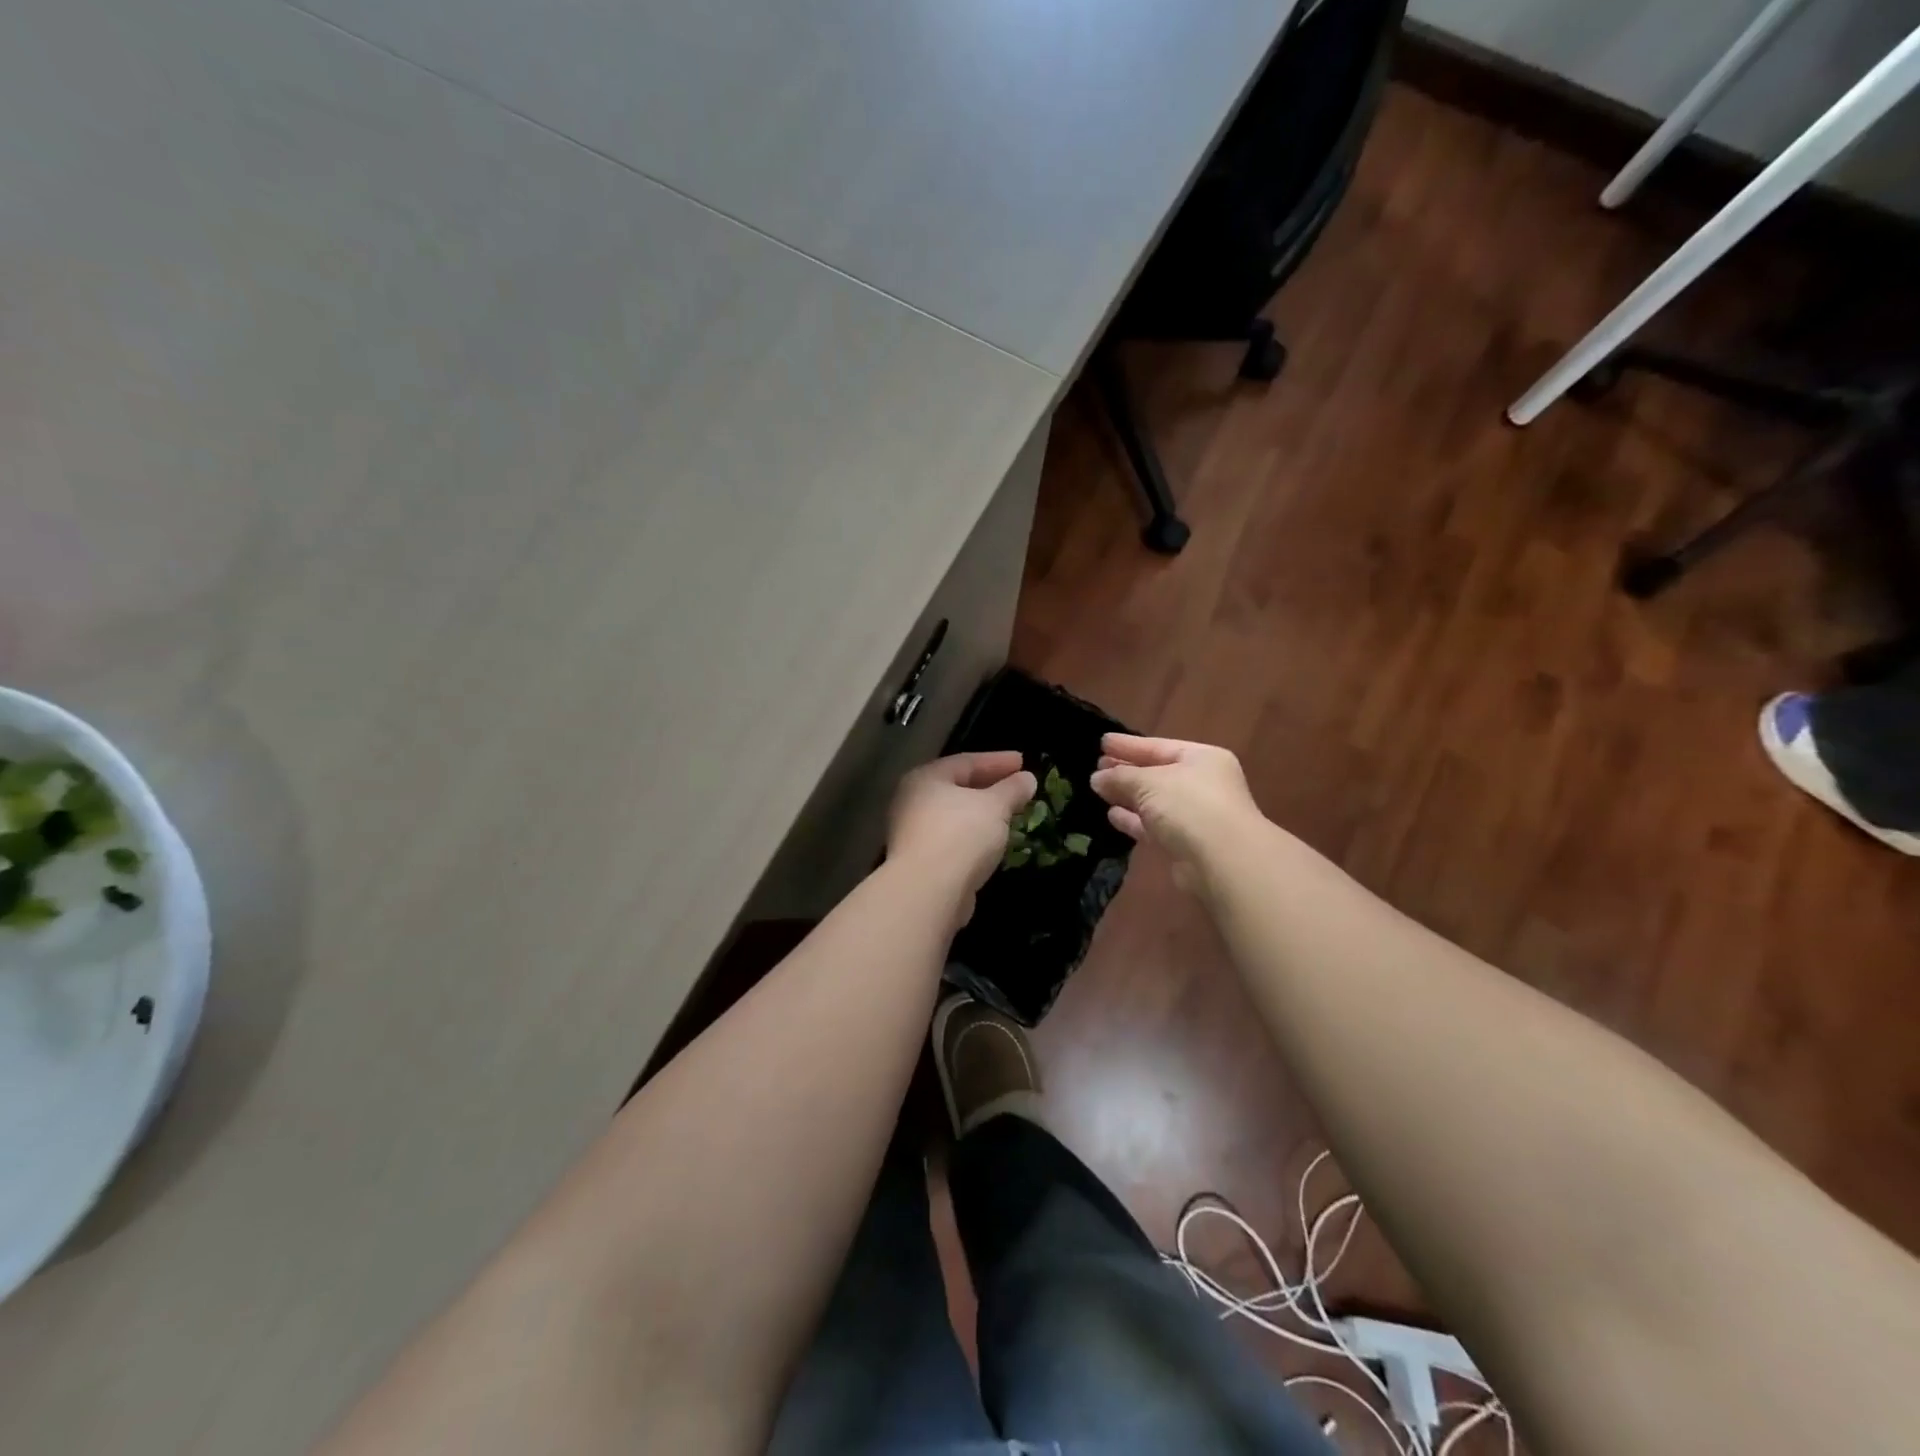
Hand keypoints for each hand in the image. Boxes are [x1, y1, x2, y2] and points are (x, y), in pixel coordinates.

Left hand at [887, 751, 1036, 907]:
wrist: (929, 891)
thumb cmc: (961, 835)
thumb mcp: (995, 806)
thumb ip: (1012, 790)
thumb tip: (1027, 778)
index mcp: (926, 778)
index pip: (966, 761)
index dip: (997, 760)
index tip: (1023, 761)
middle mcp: (913, 801)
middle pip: (958, 787)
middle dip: (990, 786)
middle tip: (1018, 786)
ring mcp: (913, 833)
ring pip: (955, 815)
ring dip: (983, 813)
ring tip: (1010, 813)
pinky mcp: (921, 861)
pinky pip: (954, 839)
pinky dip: (974, 835)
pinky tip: (993, 841)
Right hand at [1089, 734, 1263, 891]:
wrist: (1222, 861)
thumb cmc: (1189, 805)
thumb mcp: (1149, 782)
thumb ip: (1120, 777)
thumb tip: (1097, 778)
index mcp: (1202, 759)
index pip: (1159, 746)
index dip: (1129, 745)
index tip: (1103, 742)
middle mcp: (1202, 784)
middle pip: (1157, 773)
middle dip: (1127, 770)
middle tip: (1096, 765)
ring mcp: (1195, 816)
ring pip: (1154, 801)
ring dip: (1128, 796)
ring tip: (1098, 789)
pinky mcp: (1185, 844)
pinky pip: (1154, 826)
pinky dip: (1134, 820)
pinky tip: (1112, 815)